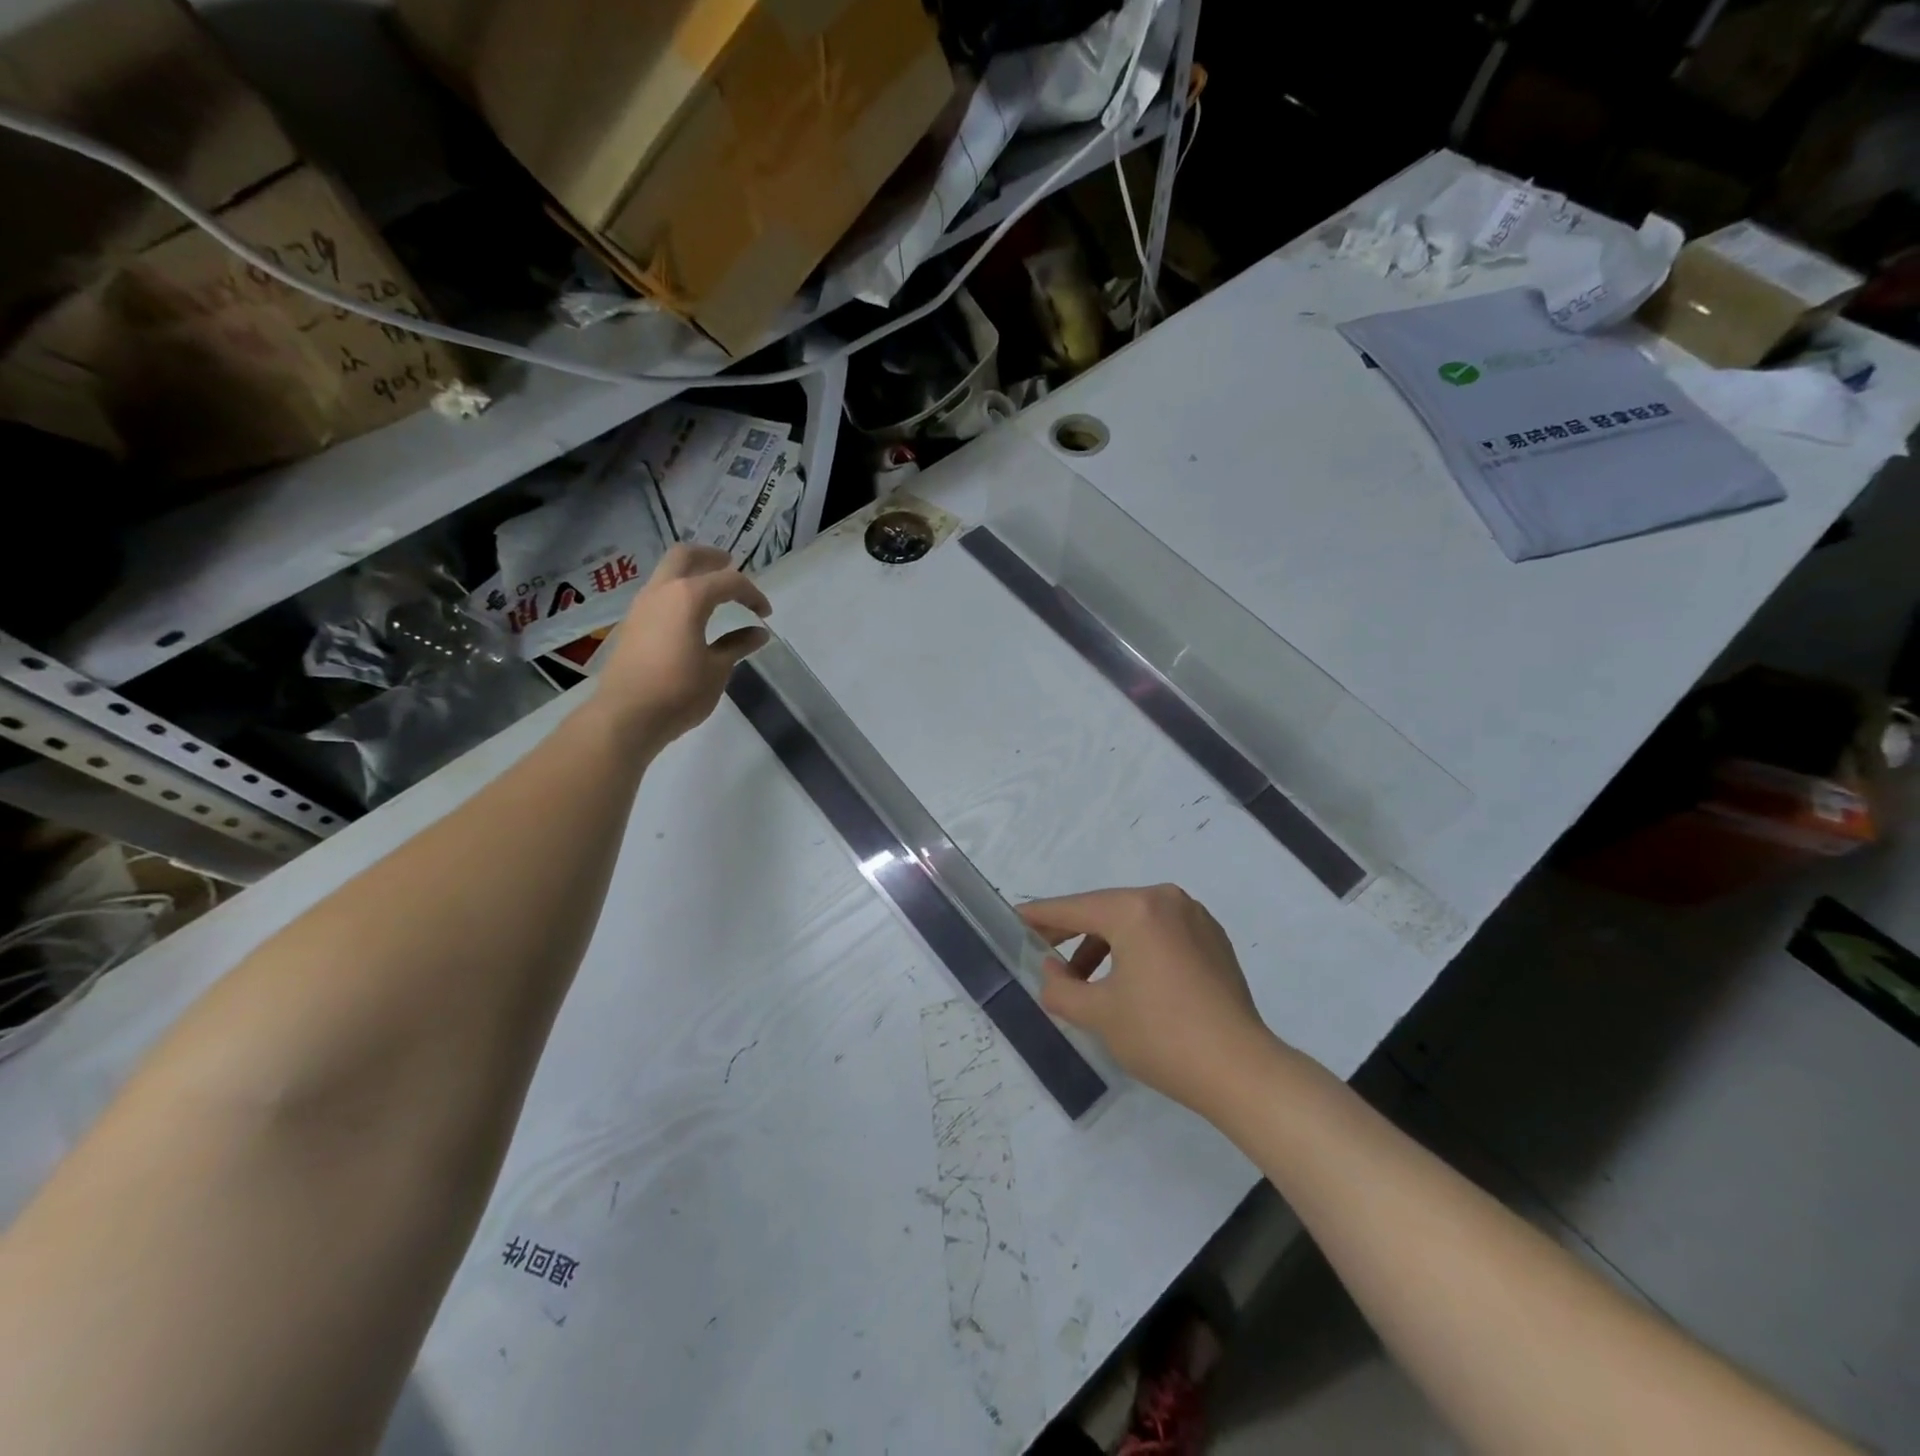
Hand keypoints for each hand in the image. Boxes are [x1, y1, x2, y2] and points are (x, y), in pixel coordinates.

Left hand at [592, 545, 770, 746]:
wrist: (626, 716)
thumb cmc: (679, 691)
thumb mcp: (717, 669)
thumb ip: (738, 645)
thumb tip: (758, 633)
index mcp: (688, 597)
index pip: (729, 581)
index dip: (752, 593)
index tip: (765, 613)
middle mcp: (662, 592)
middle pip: (685, 556)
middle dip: (711, 558)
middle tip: (731, 567)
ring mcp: (642, 606)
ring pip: (667, 573)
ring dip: (692, 575)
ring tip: (714, 593)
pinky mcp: (632, 624)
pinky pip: (658, 595)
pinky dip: (678, 594)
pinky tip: (691, 616)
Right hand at [1019, 885, 1278, 1113]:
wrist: (1241, 1071)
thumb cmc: (1161, 1036)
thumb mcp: (1098, 1014)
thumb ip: (1060, 987)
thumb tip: (1052, 970)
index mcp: (1136, 909)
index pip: (1074, 908)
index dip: (1040, 916)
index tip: (1014, 919)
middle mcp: (1166, 900)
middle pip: (1105, 910)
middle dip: (1072, 933)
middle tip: (1042, 952)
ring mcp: (1195, 917)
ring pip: (1134, 922)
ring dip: (1104, 945)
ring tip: (1084, 981)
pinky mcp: (1213, 940)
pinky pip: (1160, 933)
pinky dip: (1136, 949)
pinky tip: (1126, 981)